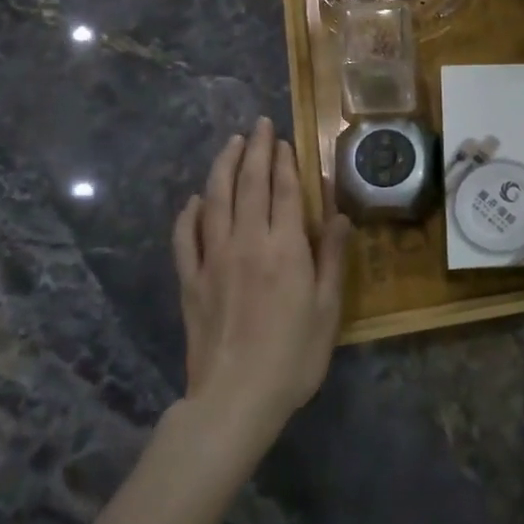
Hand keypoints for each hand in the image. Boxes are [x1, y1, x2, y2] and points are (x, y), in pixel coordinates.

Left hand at [172, 118, 352, 448]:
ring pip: (215, 201)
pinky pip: (185, 238)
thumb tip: (339, 215)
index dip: (284, 162)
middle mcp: (247, 243)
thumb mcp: (327, 308)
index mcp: (285, 248)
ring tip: (230, 144)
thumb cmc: (293, 356)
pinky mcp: (190, 282)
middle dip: (255, 151)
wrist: (235, 398)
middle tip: (258, 125)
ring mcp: (213, 260)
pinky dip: (189, 214)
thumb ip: (331, 258)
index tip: (283, 139)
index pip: (283, 191)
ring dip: (223, 168)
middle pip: (248, 185)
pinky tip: (195, 200)